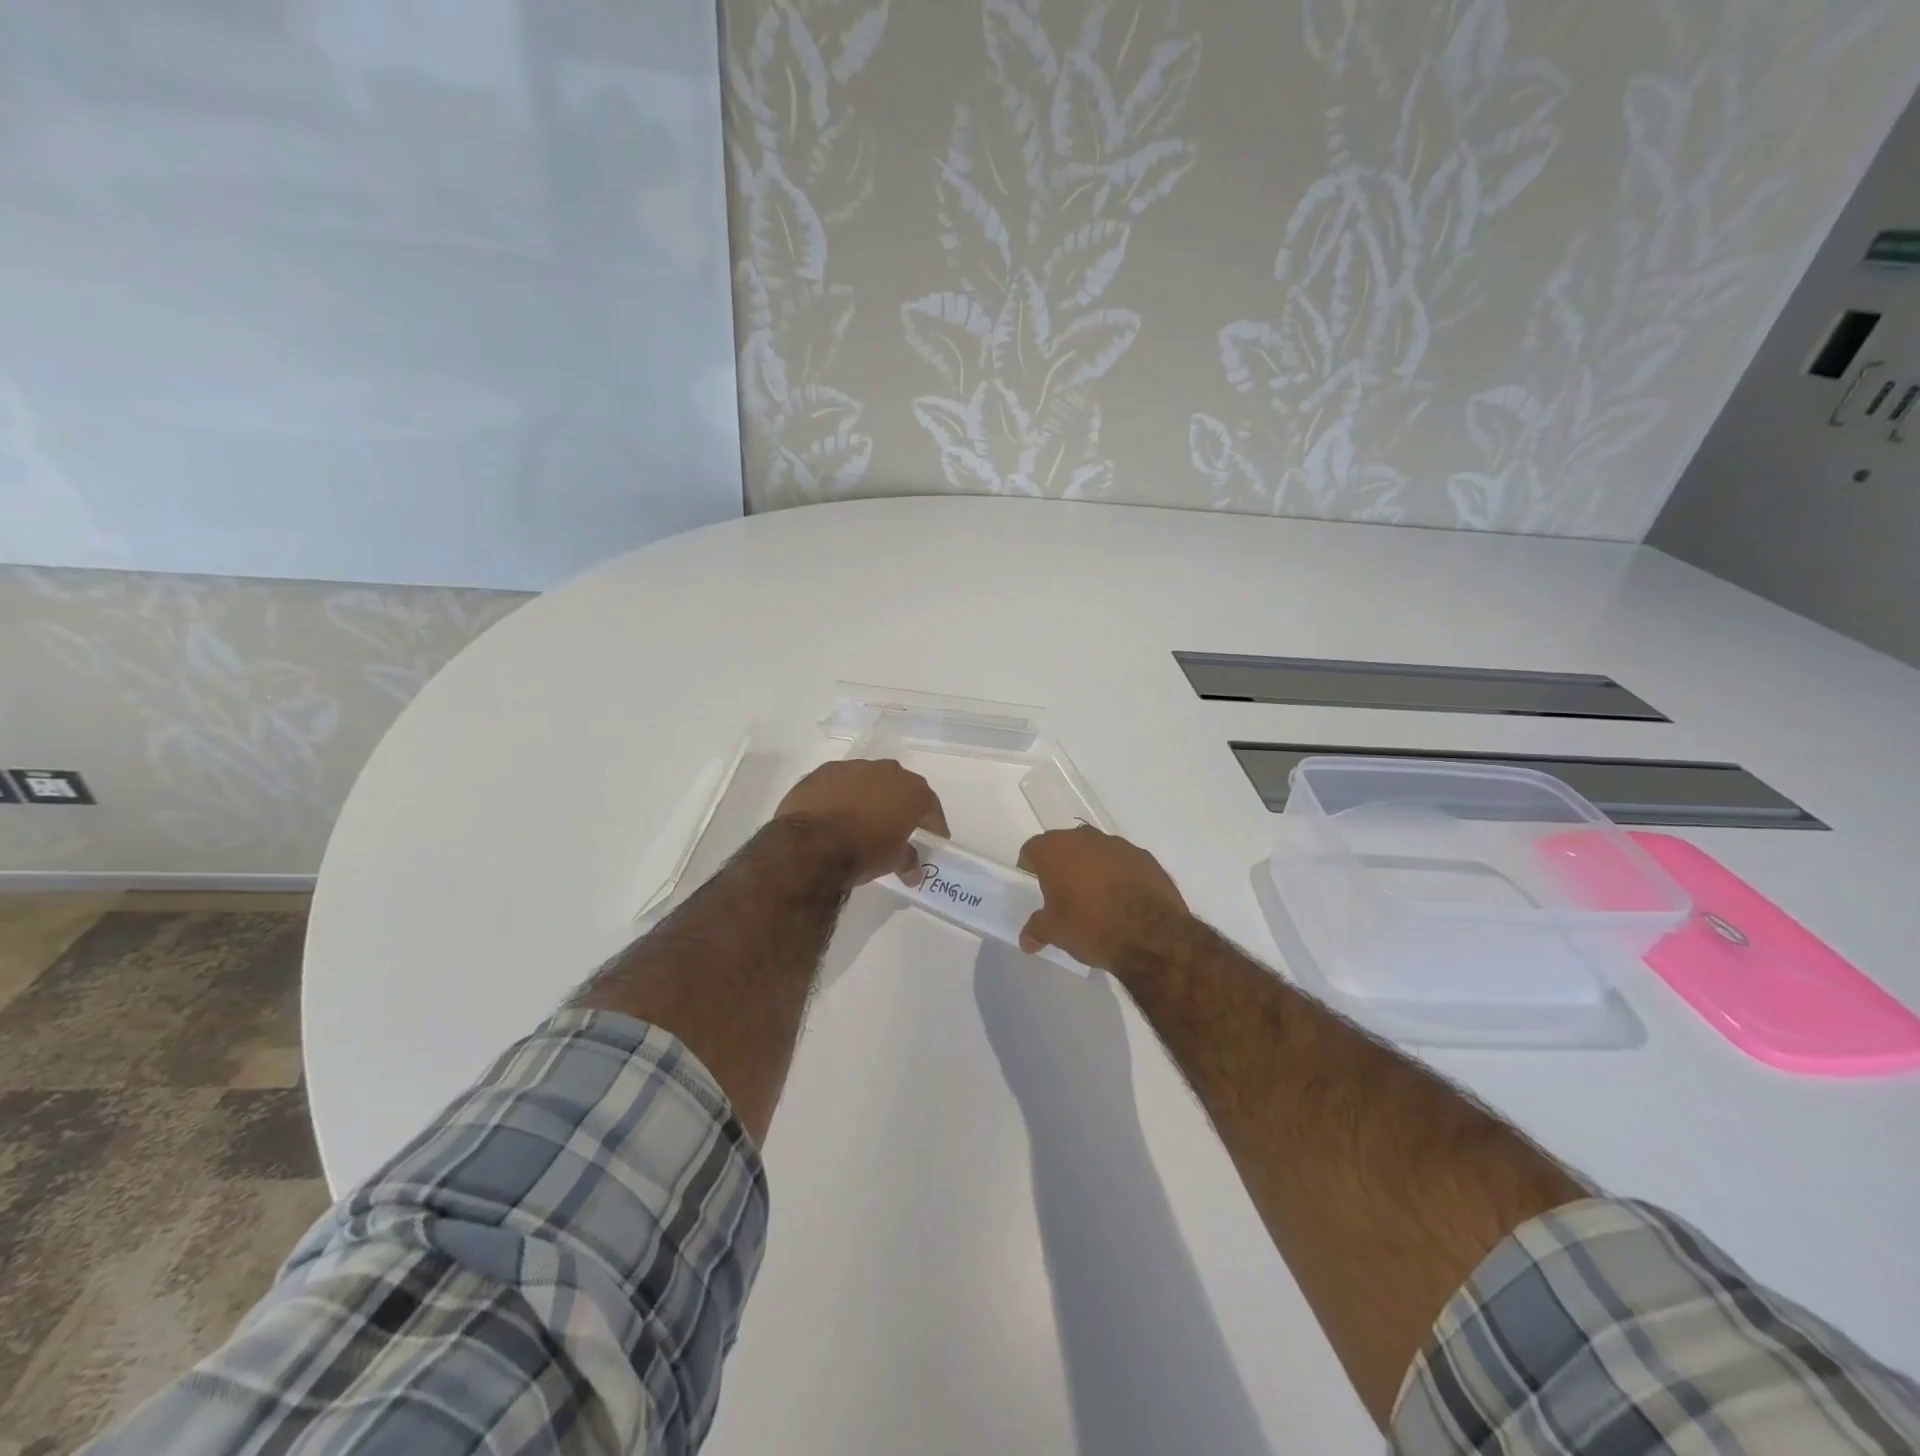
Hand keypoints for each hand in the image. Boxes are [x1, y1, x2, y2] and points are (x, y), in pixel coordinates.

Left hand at [773, 759, 948, 885]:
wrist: (810, 845)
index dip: (934, 825)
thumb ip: (908, 861)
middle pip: (901, 787)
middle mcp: (887, 771)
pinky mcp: (823, 771)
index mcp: (912, 791)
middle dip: (901, 805)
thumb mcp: (892, 862)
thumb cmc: (862, 852)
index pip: (931, 807)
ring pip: (869, 780)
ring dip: (869, 796)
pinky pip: (841, 782)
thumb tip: (914, 872)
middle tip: (898, 827)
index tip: (934, 839)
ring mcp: (854, 767)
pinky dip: (842, 795)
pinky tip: (835, 813)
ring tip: (862, 819)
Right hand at [1016, 826, 1190, 971]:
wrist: (1151, 935)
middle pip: (1065, 845)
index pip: (1033, 848)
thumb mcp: (1055, 932)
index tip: (1034, 883)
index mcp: (1055, 850)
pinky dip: (1118, 874)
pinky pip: (1123, 861)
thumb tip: (1026, 939)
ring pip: (1096, 850)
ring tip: (1095, 896)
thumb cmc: (1091, 927)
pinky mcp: (1145, 857)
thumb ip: (1037, 929)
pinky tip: (1123, 898)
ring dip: (1092, 866)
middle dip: (1062, 863)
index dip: (1030, 865)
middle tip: (1063, 891)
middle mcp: (1085, 839)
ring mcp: (1118, 845)